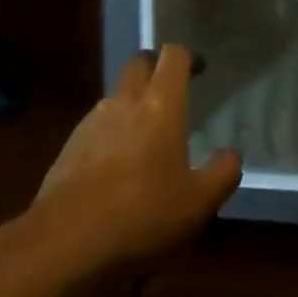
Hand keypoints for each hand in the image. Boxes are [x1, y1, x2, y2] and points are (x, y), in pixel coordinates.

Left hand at [27, 44, 241, 275]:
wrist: (66, 241)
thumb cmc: (142, 214)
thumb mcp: (198, 204)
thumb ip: (222, 174)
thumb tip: (232, 154)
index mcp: (160, 104)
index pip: (173, 56)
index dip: (188, 57)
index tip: (199, 70)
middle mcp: (125, 101)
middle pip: (140, 63)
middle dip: (155, 68)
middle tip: (171, 92)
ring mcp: (93, 121)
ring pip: (116, 94)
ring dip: (132, 102)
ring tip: (145, 137)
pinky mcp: (70, 145)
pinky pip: (97, 125)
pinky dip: (111, 133)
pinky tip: (116, 168)